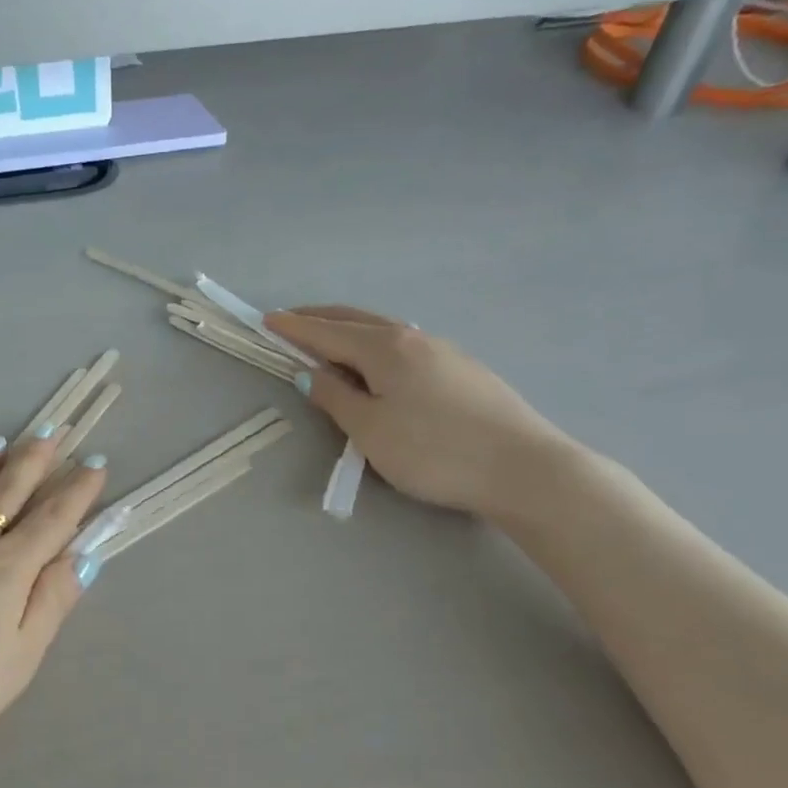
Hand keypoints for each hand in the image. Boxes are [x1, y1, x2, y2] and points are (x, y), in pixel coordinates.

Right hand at [264, 306, 575, 520]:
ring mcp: (443, 351)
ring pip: (384, 331)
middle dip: (320, 319)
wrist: (521, 468)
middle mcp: (413, 338)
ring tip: (329, 343)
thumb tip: (309, 373)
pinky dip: (376, 346)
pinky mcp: (462, 370)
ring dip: (350, 331)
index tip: (266, 320)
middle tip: (291, 323)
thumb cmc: (433, 450)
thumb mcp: (369, 429)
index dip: (294, 328)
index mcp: (384, 348)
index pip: (327, 332)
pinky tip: (378, 364)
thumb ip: (335, 398)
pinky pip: (405, 346)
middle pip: (356, 321)